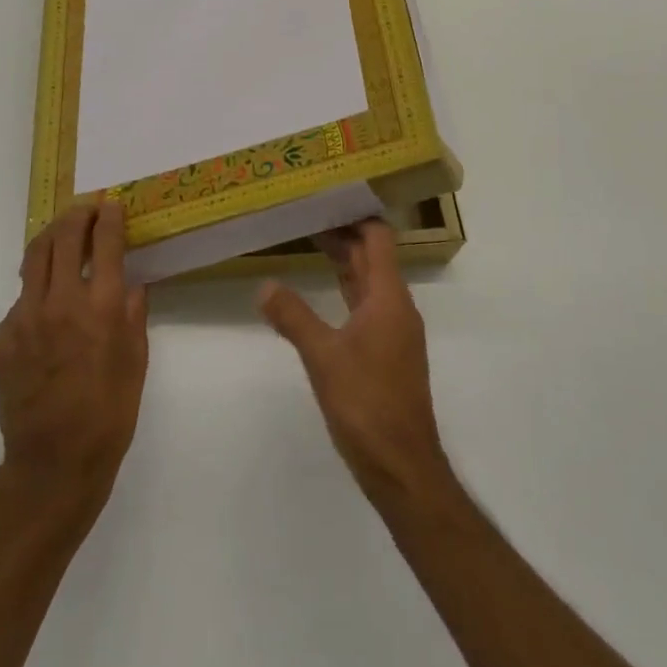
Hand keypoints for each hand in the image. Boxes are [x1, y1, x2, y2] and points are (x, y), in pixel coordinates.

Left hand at [0, 198, 148, 517]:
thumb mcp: (137, 361)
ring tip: (62, 237)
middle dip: (77, 215)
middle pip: (64, 237)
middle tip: (87, 210)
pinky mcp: (0, 339)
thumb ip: (133, 315)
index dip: (109, 217)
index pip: (105, 243)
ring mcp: (23, 319)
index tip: (112, 205)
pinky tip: (45, 314)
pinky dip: (36, 295)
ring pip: (33, 259)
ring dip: (51, 240)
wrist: (53, 465)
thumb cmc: (109, 414)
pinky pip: (19, 302)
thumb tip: (129, 285)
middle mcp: (60, 303)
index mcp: (101, 308)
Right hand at [258, 219, 450, 504]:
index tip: (327, 198)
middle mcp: (397, 307)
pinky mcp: (388, 353)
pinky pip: (367, 306)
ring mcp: (395, 332)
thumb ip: (293, 317)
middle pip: (373, 257)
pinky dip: (347, 290)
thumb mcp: (323, 357)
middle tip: (308, 216)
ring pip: (370, 282)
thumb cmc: (367, 404)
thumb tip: (264, 286)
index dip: (356, 215)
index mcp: (389, 298)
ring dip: (345, 262)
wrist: (403, 467)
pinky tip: (324, 294)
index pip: (378, 238)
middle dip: (344, 235)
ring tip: (311, 243)